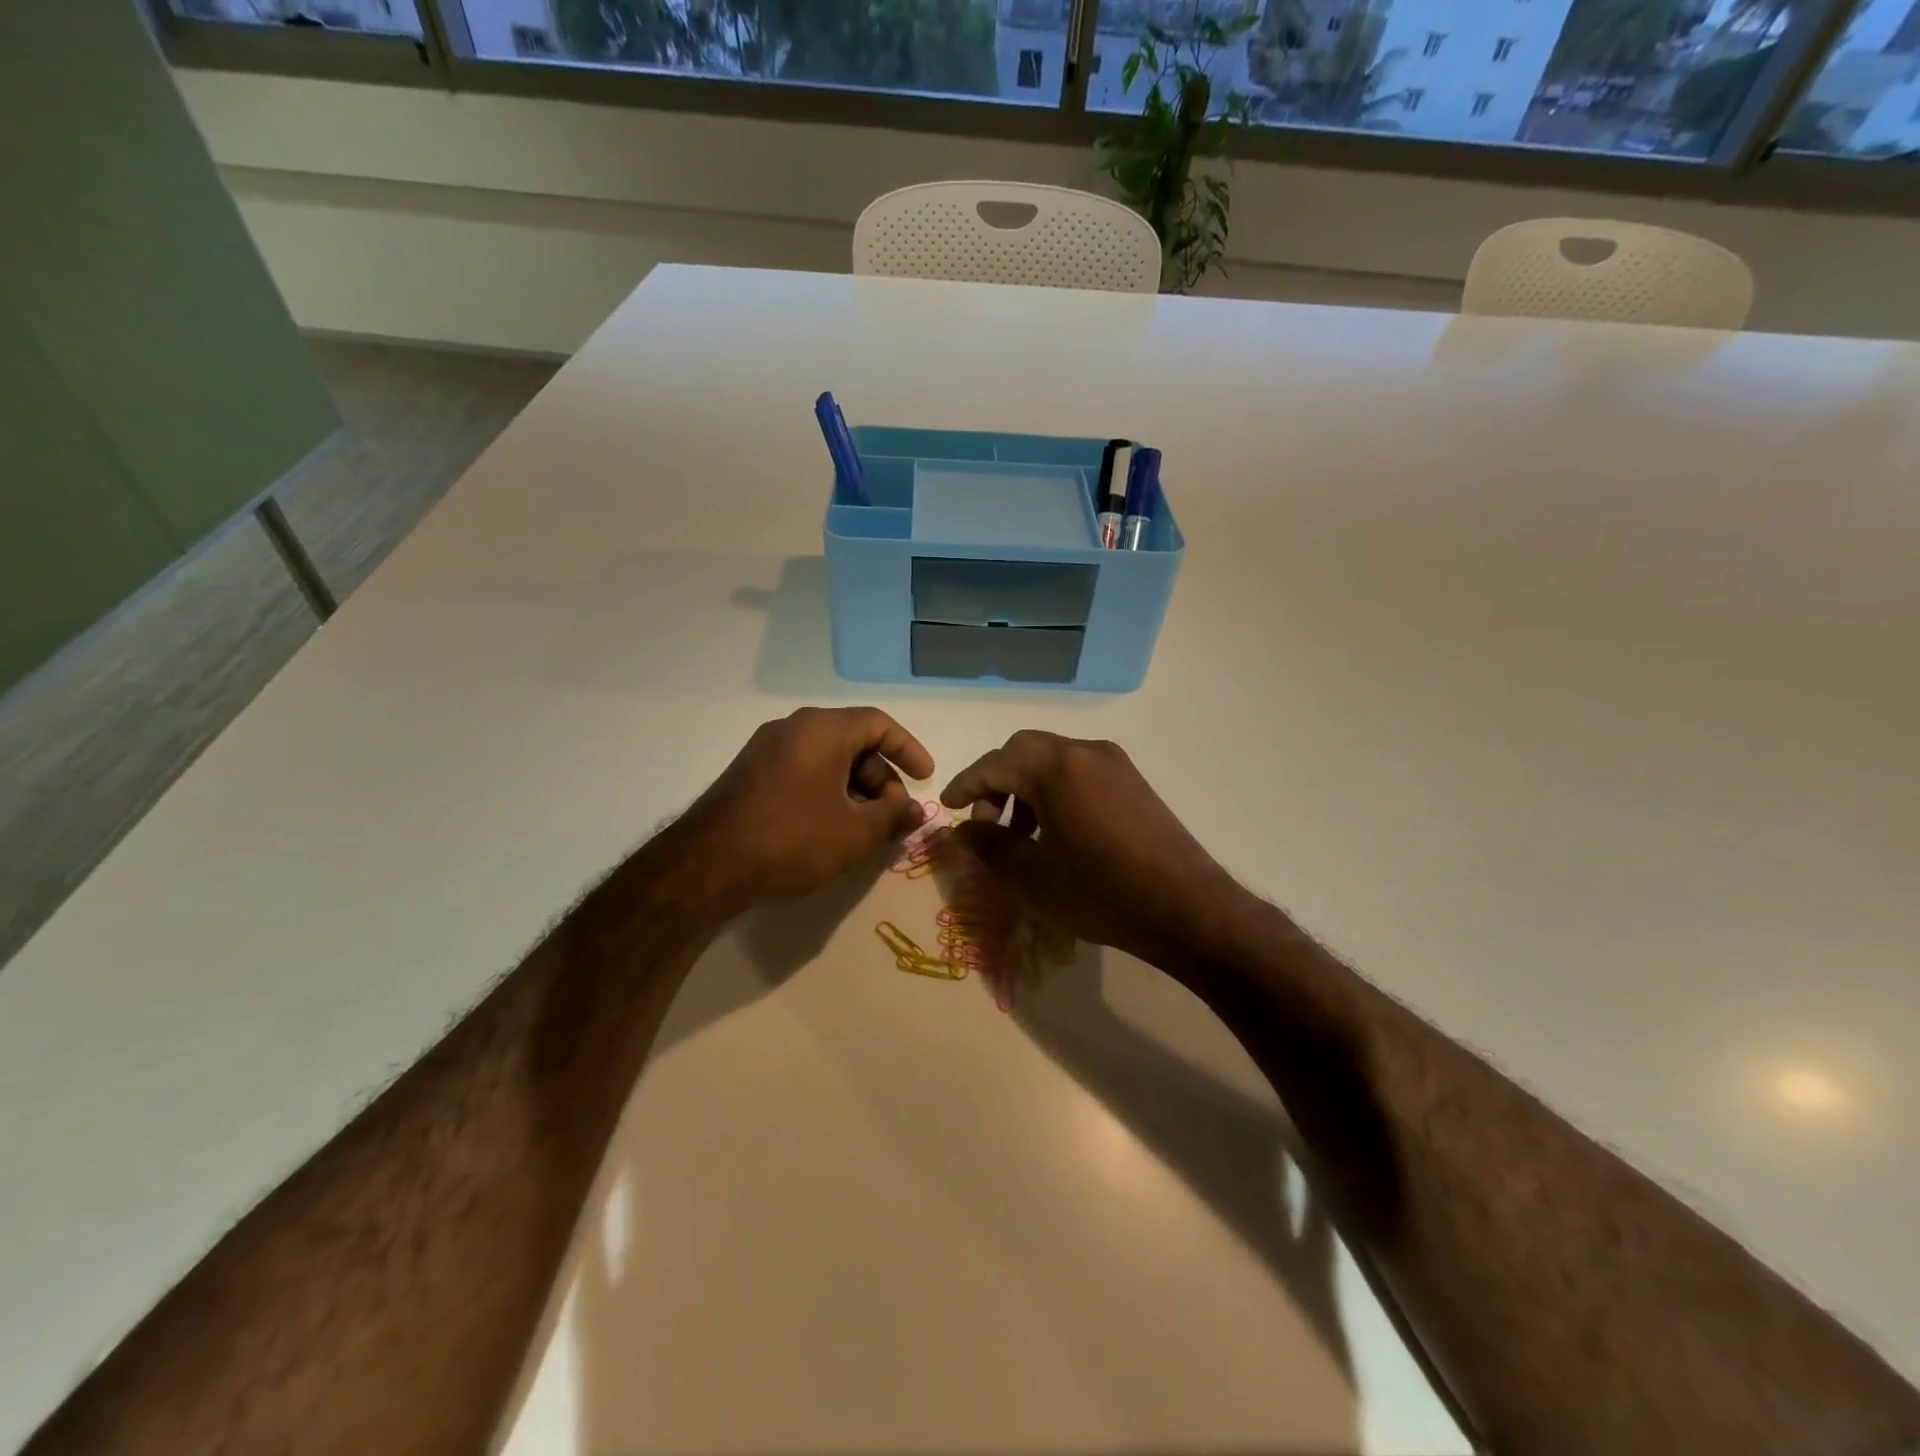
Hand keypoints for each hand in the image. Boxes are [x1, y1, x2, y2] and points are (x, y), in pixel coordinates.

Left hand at [677, 707, 934, 917]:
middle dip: (881, 779)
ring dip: (855, 790)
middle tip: (893, 816)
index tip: (925, 778)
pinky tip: (831, 830)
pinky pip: (802, 772)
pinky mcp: (749, 775)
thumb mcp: (854, 834)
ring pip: (827, 760)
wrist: (705, 867)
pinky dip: (827, 793)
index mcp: (822, 730)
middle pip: (853, 742)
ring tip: (865, 831)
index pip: (879, 724)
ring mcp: (766, 750)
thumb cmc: (791, 840)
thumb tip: (916, 811)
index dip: (908, 750)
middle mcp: (793, 729)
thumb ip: (893, 818)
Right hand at [939, 731, 1246, 972]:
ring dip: (1026, 785)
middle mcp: (1084, 752)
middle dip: (996, 781)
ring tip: (1021, 834)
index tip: (947, 807)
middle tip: (986, 822)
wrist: (1187, 908)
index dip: (965, 785)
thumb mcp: (1033, 878)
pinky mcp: (1132, 779)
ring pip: (1052, 758)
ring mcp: (1113, 763)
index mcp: (1056, 769)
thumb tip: (963, 829)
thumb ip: (989, 848)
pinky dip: (1055, 788)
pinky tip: (1057, 831)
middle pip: (1023, 750)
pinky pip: (1079, 770)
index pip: (995, 764)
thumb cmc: (1102, 894)